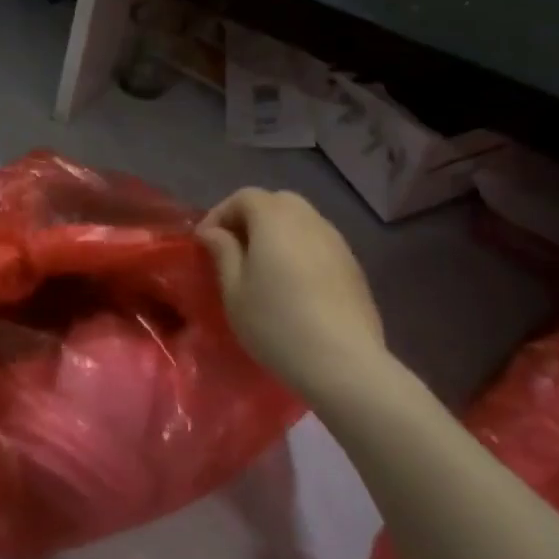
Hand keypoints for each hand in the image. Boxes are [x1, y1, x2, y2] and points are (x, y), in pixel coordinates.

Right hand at [197, 189, 388, 404]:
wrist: (344, 361)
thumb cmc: (277, 323)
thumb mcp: (235, 291)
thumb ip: (223, 253)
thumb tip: (214, 232)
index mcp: (274, 219)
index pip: (244, 197)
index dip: (220, 214)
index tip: (204, 242)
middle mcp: (308, 219)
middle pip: (276, 202)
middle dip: (251, 217)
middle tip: (234, 247)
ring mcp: (336, 241)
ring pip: (301, 220)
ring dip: (277, 233)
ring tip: (262, 265)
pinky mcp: (353, 265)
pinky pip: (318, 243)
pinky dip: (299, 249)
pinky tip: (293, 283)